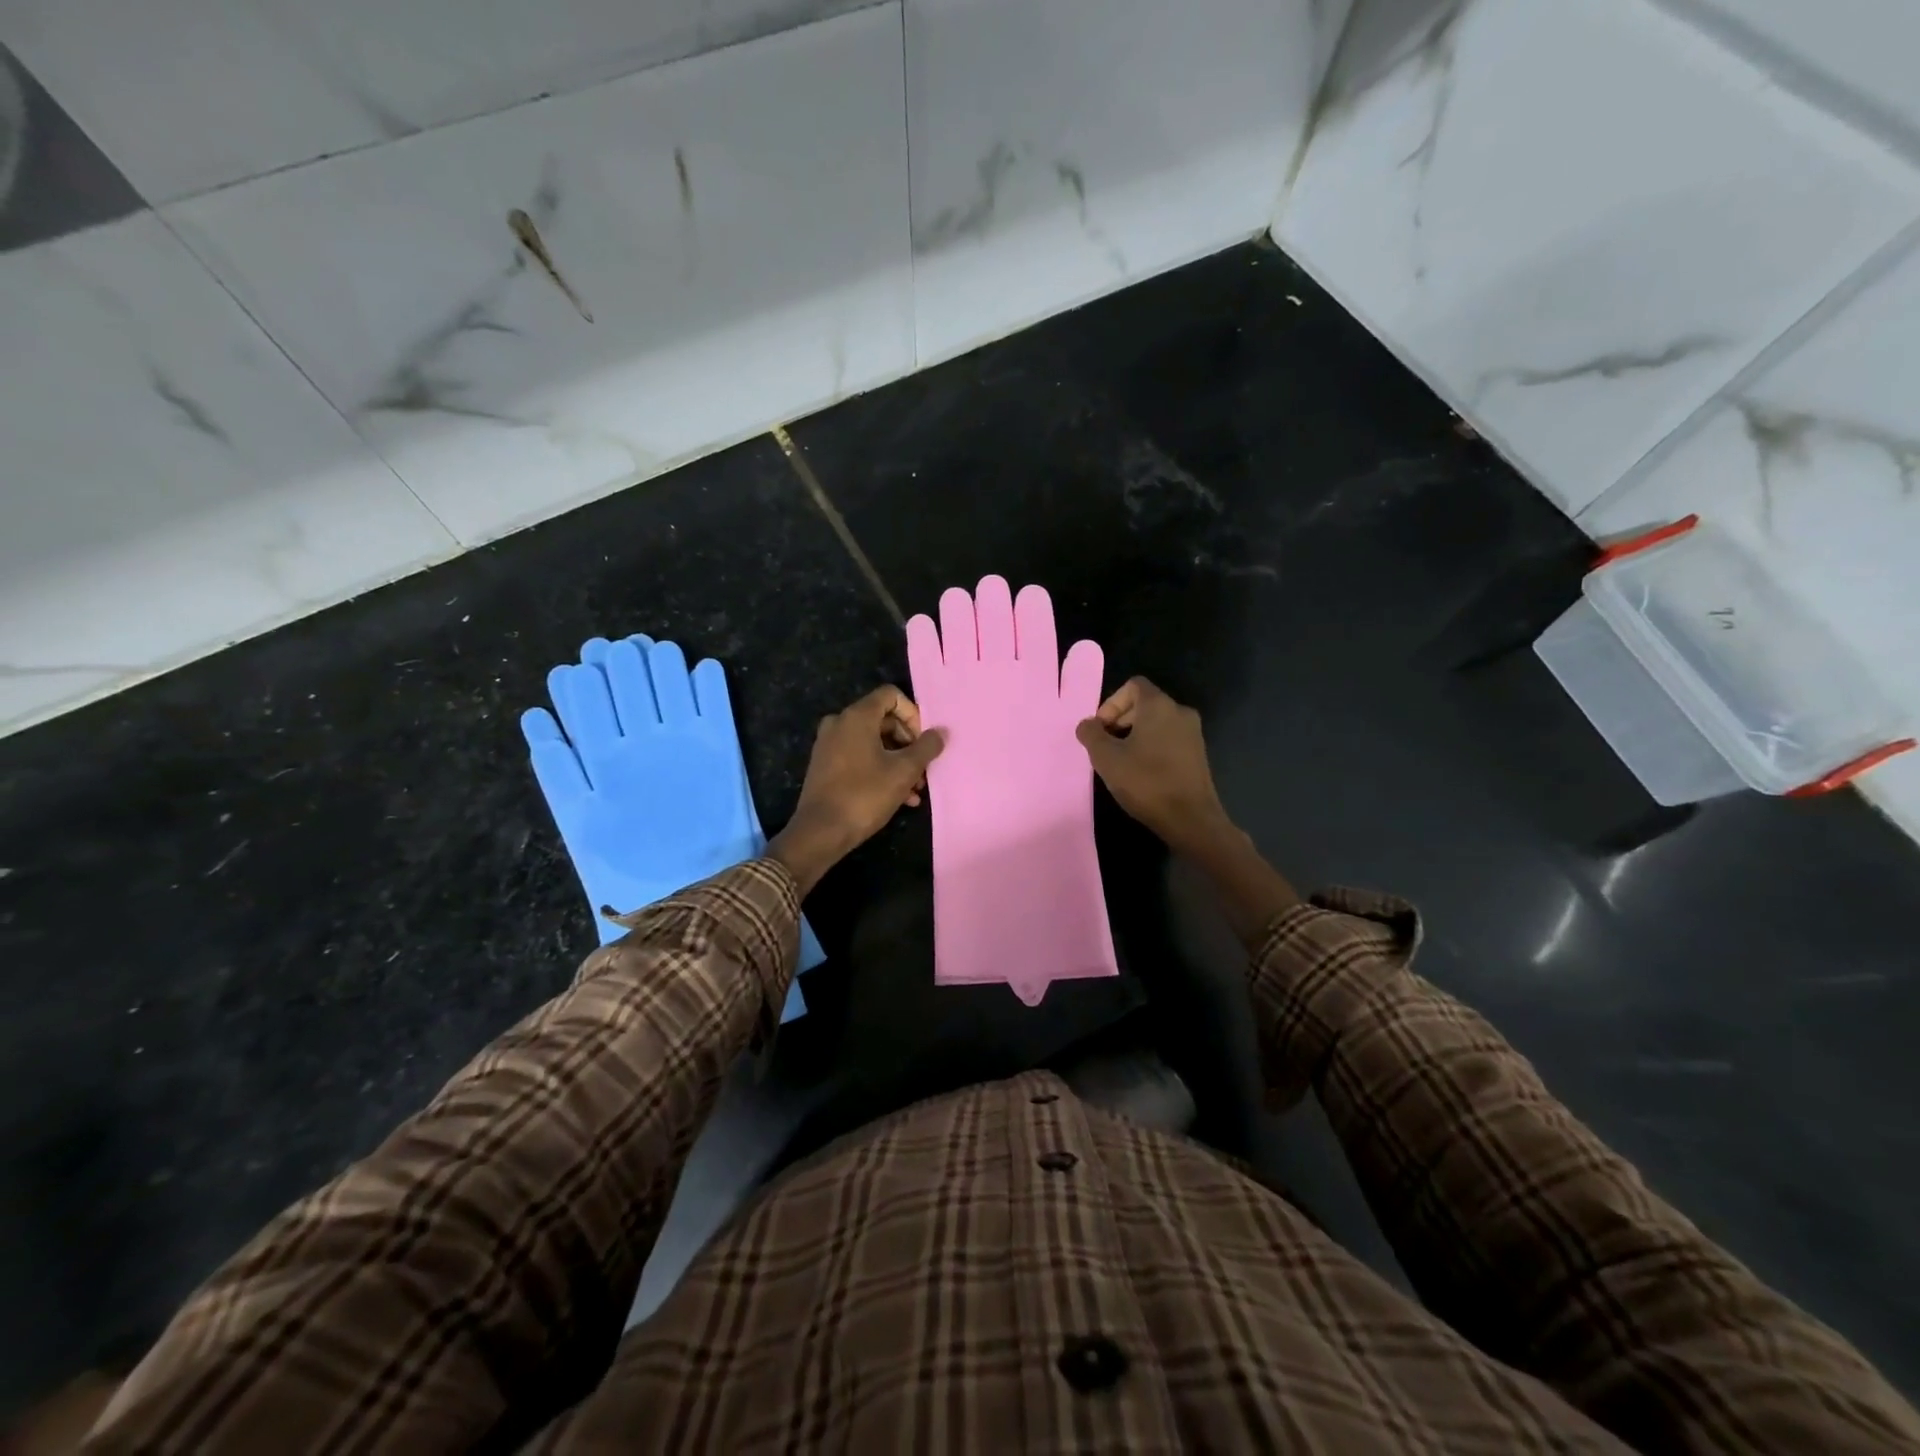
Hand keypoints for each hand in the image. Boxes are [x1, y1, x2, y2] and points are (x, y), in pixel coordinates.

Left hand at [770, 686, 945, 892]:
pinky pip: (860, 757)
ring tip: (916, 789)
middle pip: (884, 720)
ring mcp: (830, 745)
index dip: (913, 714)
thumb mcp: (904, 771)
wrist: (820, 832)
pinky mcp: (826, 766)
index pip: (891, 695)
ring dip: (898, 762)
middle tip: (923, 768)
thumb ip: (926, 747)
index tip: (923, 741)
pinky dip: (881, 770)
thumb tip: (940, 733)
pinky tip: (901, 798)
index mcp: (857, 716)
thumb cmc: (865, 795)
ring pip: (874, 743)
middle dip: (909, 743)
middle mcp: (840, 723)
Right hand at [1075, 677, 1232, 852]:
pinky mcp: (1198, 753)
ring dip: (1135, 735)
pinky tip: (1141, 772)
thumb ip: (1091, 735)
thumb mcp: (1106, 758)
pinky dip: (1152, 746)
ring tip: (1121, 761)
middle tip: (1106, 745)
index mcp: (1159, 705)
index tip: (1101, 729)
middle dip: (1120, 720)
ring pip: (1157, 722)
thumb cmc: (1146, 782)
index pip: (1133, 685)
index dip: (1111, 703)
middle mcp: (1180, 712)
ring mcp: (1193, 733)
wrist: (1190, 818)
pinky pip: (1169, 738)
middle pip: (1144, 703)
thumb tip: (1087, 725)